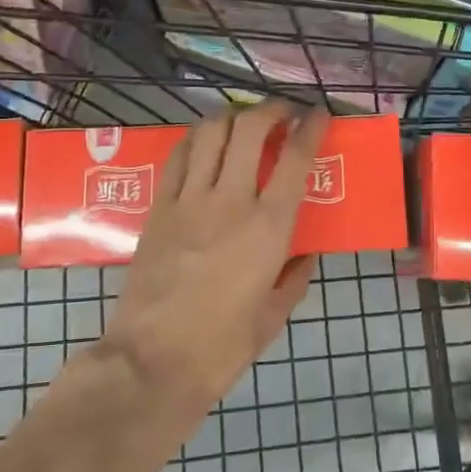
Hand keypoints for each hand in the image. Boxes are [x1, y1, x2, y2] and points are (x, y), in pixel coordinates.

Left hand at [105, 102, 327, 419]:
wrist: (153, 361)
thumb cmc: (221, 346)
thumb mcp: (274, 317)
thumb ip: (294, 277)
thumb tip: (304, 254)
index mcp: (268, 227)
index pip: (296, 158)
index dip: (311, 127)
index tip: (318, 115)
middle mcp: (230, 200)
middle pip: (250, 129)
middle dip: (271, 110)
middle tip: (282, 113)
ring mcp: (189, 200)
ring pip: (211, 132)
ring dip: (232, 117)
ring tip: (243, 122)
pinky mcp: (158, 207)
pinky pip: (179, 156)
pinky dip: (196, 139)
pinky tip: (205, 144)